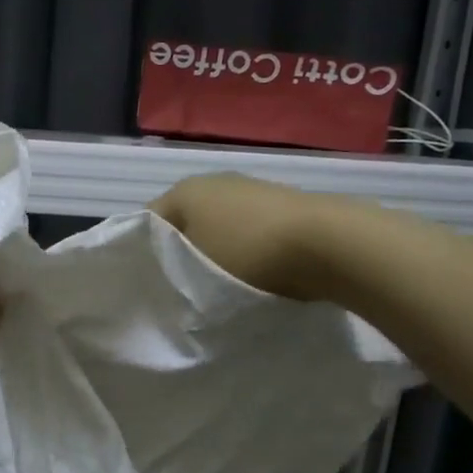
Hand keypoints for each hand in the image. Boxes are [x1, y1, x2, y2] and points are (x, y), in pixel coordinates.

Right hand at [149, 173, 325, 300]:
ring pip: (217, 227)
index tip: (152, 287)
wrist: (328, 242)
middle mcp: (215, 182)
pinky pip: (248, 232)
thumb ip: (173, 272)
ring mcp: (252, 190)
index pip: (147, 223)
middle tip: (181, 290)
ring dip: (215, 253)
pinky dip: (245, 251)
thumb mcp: (196, 271)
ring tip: (219, 287)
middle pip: (184, 223)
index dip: (145, 255)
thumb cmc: (247, 251)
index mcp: (184, 190)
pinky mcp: (282, 206)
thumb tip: (172, 279)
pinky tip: (253, 275)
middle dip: (181, 254)